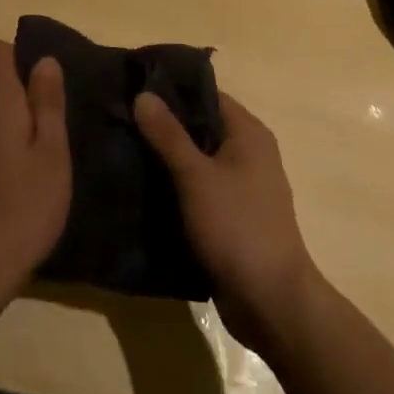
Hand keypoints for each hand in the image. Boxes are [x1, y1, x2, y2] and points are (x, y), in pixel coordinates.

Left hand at [0, 40, 70, 302]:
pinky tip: (14, 182)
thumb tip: (44, 60)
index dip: (18, 57)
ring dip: (7, 123)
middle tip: (49, 125)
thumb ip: (47, 103)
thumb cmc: (22, 206)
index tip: (42, 85)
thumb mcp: (51, 152)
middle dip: (17, 93)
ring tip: (37, 156)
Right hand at [134, 89, 318, 352]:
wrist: (272, 303)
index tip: (134, 90)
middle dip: (164, 126)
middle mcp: (249, 153)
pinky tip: (143, 190)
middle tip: (121, 121)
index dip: (171, 91)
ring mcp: (242, 187)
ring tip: (124, 151)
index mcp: (248, 133)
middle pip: (200, 127)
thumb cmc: (237, 227)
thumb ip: (168, 135)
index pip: (206, 95)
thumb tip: (143, 94)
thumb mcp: (196, 177)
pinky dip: (176, 187)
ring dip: (167, 159)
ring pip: (198, 161)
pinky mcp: (233, 217)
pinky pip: (199, 190)